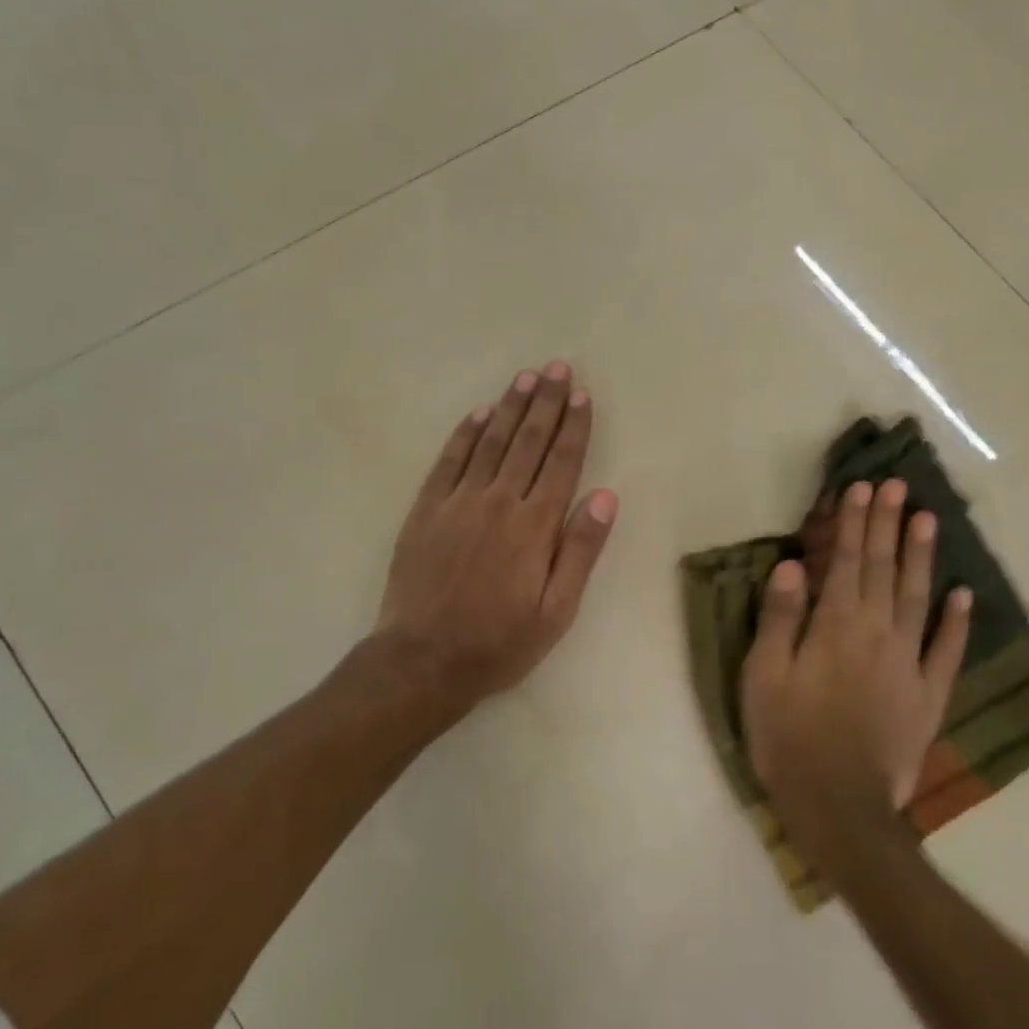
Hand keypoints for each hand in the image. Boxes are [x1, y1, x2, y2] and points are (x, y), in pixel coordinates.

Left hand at [374, 362, 618, 715]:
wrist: (422, 660)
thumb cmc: (498, 643)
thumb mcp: (556, 612)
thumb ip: (581, 551)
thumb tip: (607, 496)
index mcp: (534, 526)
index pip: (561, 463)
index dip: (574, 427)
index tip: (582, 395)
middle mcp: (498, 502)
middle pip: (528, 442)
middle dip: (545, 402)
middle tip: (557, 368)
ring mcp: (458, 502)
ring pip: (490, 443)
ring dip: (509, 407)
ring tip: (525, 377)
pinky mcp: (426, 510)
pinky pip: (449, 461)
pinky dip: (465, 434)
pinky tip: (478, 414)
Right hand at [741, 479, 971, 848]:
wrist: (839, 807)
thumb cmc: (788, 737)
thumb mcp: (764, 675)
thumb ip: (779, 617)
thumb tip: (792, 565)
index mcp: (835, 626)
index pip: (847, 562)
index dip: (854, 524)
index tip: (862, 489)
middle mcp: (877, 634)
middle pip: (884, 569)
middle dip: (888, 525)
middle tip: (898, 487)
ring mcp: (909, 664)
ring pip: (918, 598)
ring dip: (922, 557)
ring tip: (928, 520)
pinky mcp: (928, 696)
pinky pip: (946, 651)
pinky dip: (956, 621)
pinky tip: (963, 595)